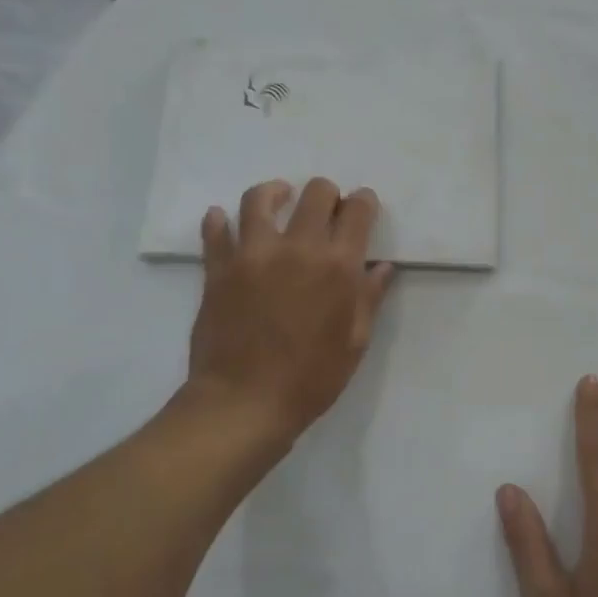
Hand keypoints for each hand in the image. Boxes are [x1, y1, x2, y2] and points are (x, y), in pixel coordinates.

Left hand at [187, 178, 393, 453]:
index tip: (363, 206)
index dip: (364, 202)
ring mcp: (252, 255)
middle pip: (315, 193)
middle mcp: (297, 248)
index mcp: (337, 266)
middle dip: (327, 193)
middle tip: (327, 208)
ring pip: (260, 199)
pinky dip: (219, 221)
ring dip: (275, 193)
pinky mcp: (218, 269)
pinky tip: (224, 220)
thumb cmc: (310, 379)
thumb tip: (381, 267)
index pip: (357, 212)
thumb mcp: (354, 343)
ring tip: (279, 199)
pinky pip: (215, 232)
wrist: (244, 403)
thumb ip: (369, 298)